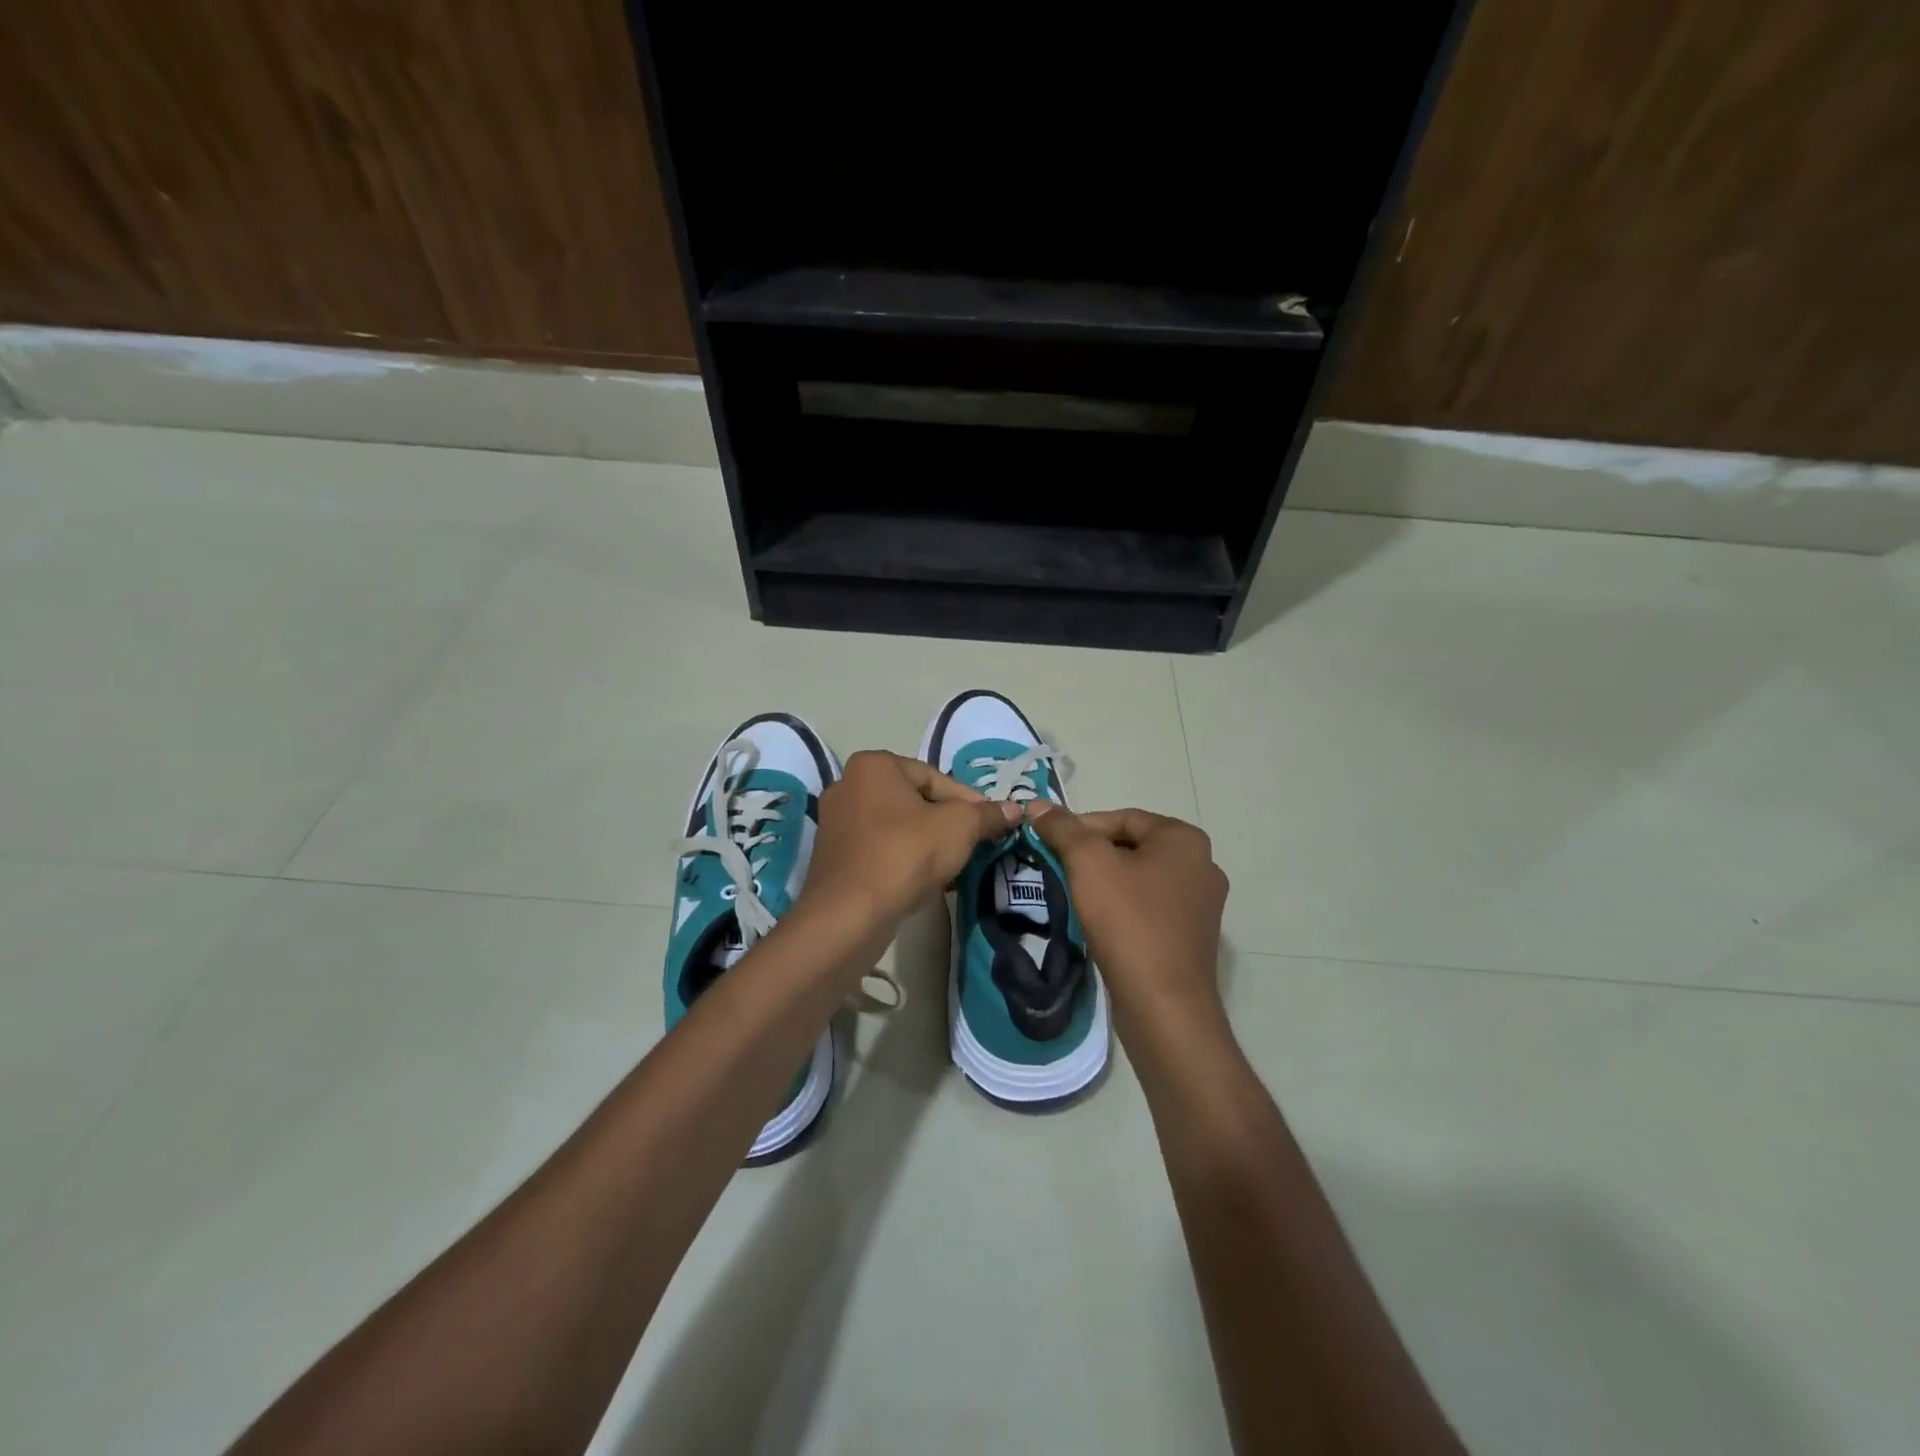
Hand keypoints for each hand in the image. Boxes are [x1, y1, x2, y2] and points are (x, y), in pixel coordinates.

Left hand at [798, 750, 1021, 939]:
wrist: (849, 913)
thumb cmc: (905, 854)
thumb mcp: (958, 828)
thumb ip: (986, 815)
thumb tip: (1015, 809)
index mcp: (874, 765)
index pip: (935, 777)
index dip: (968, 802)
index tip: (990, 825)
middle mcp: (848, 784)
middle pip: (913, 800)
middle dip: (945, 822)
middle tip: (972, 844)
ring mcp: (835, 821)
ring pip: (895, 825)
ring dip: (925, 841)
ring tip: (951, 865)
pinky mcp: (831, 855)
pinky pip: (877, 848)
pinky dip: (901, 858)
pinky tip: (921, 880)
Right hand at [1026, 804, 1229, 1042]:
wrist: (1164, 1005)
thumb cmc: (1129, 921)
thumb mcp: (1088, 863)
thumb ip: (1062, 828)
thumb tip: (1037, 803)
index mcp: (1185, 840)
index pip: (1122, 818)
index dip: (1080, 827)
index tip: (1049, 844)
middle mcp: (1202, 865)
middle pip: (1132, 847)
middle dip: (1092, 855)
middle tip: (1058, 869)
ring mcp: (1201, 904)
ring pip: (1139, 878)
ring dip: (1105, 882)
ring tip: (1073, 895)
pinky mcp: (1192, 936)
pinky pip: (1150, 908)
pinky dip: (1123, 908)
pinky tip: (1099, 923)